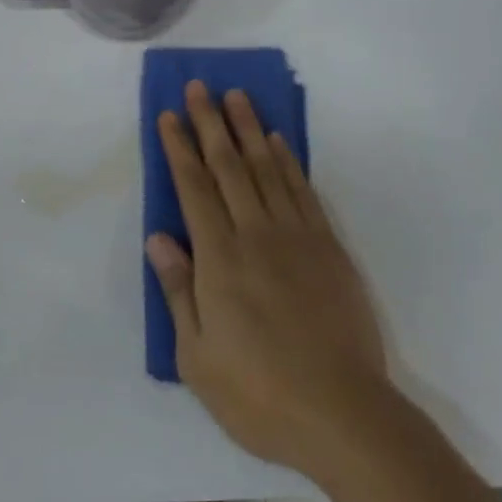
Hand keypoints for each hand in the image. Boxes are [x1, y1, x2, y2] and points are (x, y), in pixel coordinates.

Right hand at [146, 82, 389, 473]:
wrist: (343, 415)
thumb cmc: (258, 394)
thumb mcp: (197, 358)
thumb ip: (178, 291)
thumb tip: (157, 237)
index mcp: (219, 259)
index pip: (193, 189)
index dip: (179, 149)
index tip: (169, 116)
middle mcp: (256, 235)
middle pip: (229, 166)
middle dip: (210, 123)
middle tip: (199, 86)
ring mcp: (297, 238)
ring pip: (267, 169)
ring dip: (249, 129)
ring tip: (237, 97)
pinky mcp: (329, 248)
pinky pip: (303, 191)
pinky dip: (288, 161)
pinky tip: (278, 142)